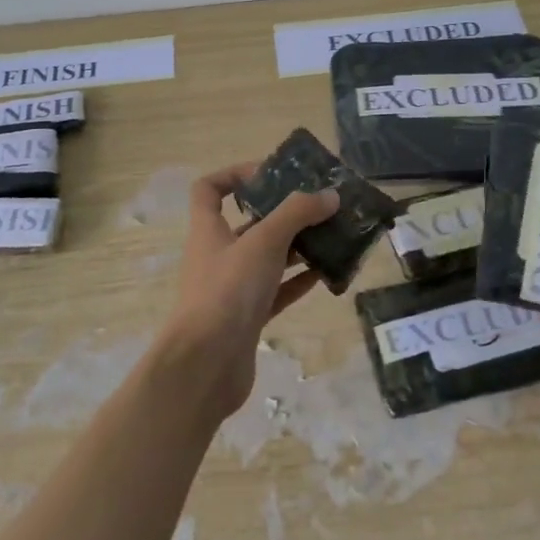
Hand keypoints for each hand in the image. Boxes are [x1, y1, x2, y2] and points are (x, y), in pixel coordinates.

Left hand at [156, 162, 339, 421]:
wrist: (206, 366)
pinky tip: (327, 273)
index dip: (235, 174)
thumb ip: (297, 213)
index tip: (271, 173)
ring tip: (334, 235)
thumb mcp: (264, 241)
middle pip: (249, 223)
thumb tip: (329, 195)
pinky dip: (299, 280)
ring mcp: (233, 288)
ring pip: (267, 258)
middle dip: (283, 212)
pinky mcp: (248, 318)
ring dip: (297, 246)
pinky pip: (278, 291)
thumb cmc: (228, 291)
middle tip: (320, 205)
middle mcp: (218, 254)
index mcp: (209, 229)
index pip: (209, 189)